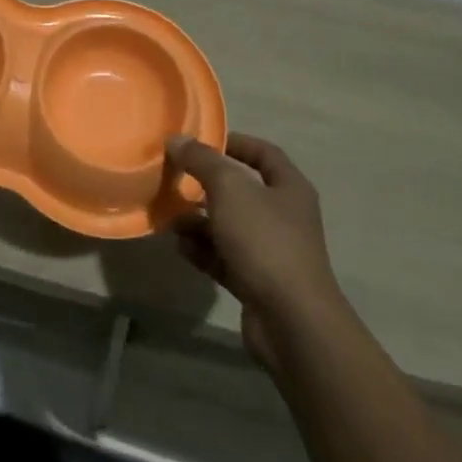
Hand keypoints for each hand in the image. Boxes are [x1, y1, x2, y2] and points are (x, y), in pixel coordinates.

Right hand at [166, 133, 344, 368]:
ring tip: (169, 217)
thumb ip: (202, 161)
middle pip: (242, 190)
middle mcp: (284, 216)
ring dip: (198, 220)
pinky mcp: (256, 281)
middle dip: (207, 185)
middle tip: (175, 179)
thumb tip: (178, 139)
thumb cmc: (265, 241)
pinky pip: (224, 257)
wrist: (291, 321)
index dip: (233, 142)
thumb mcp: (230, 189)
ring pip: (229, 226)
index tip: (199, 142)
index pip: (263, 152)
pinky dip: (202, 250)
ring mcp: (271, 251)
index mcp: (289, 188)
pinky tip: (179, 247)